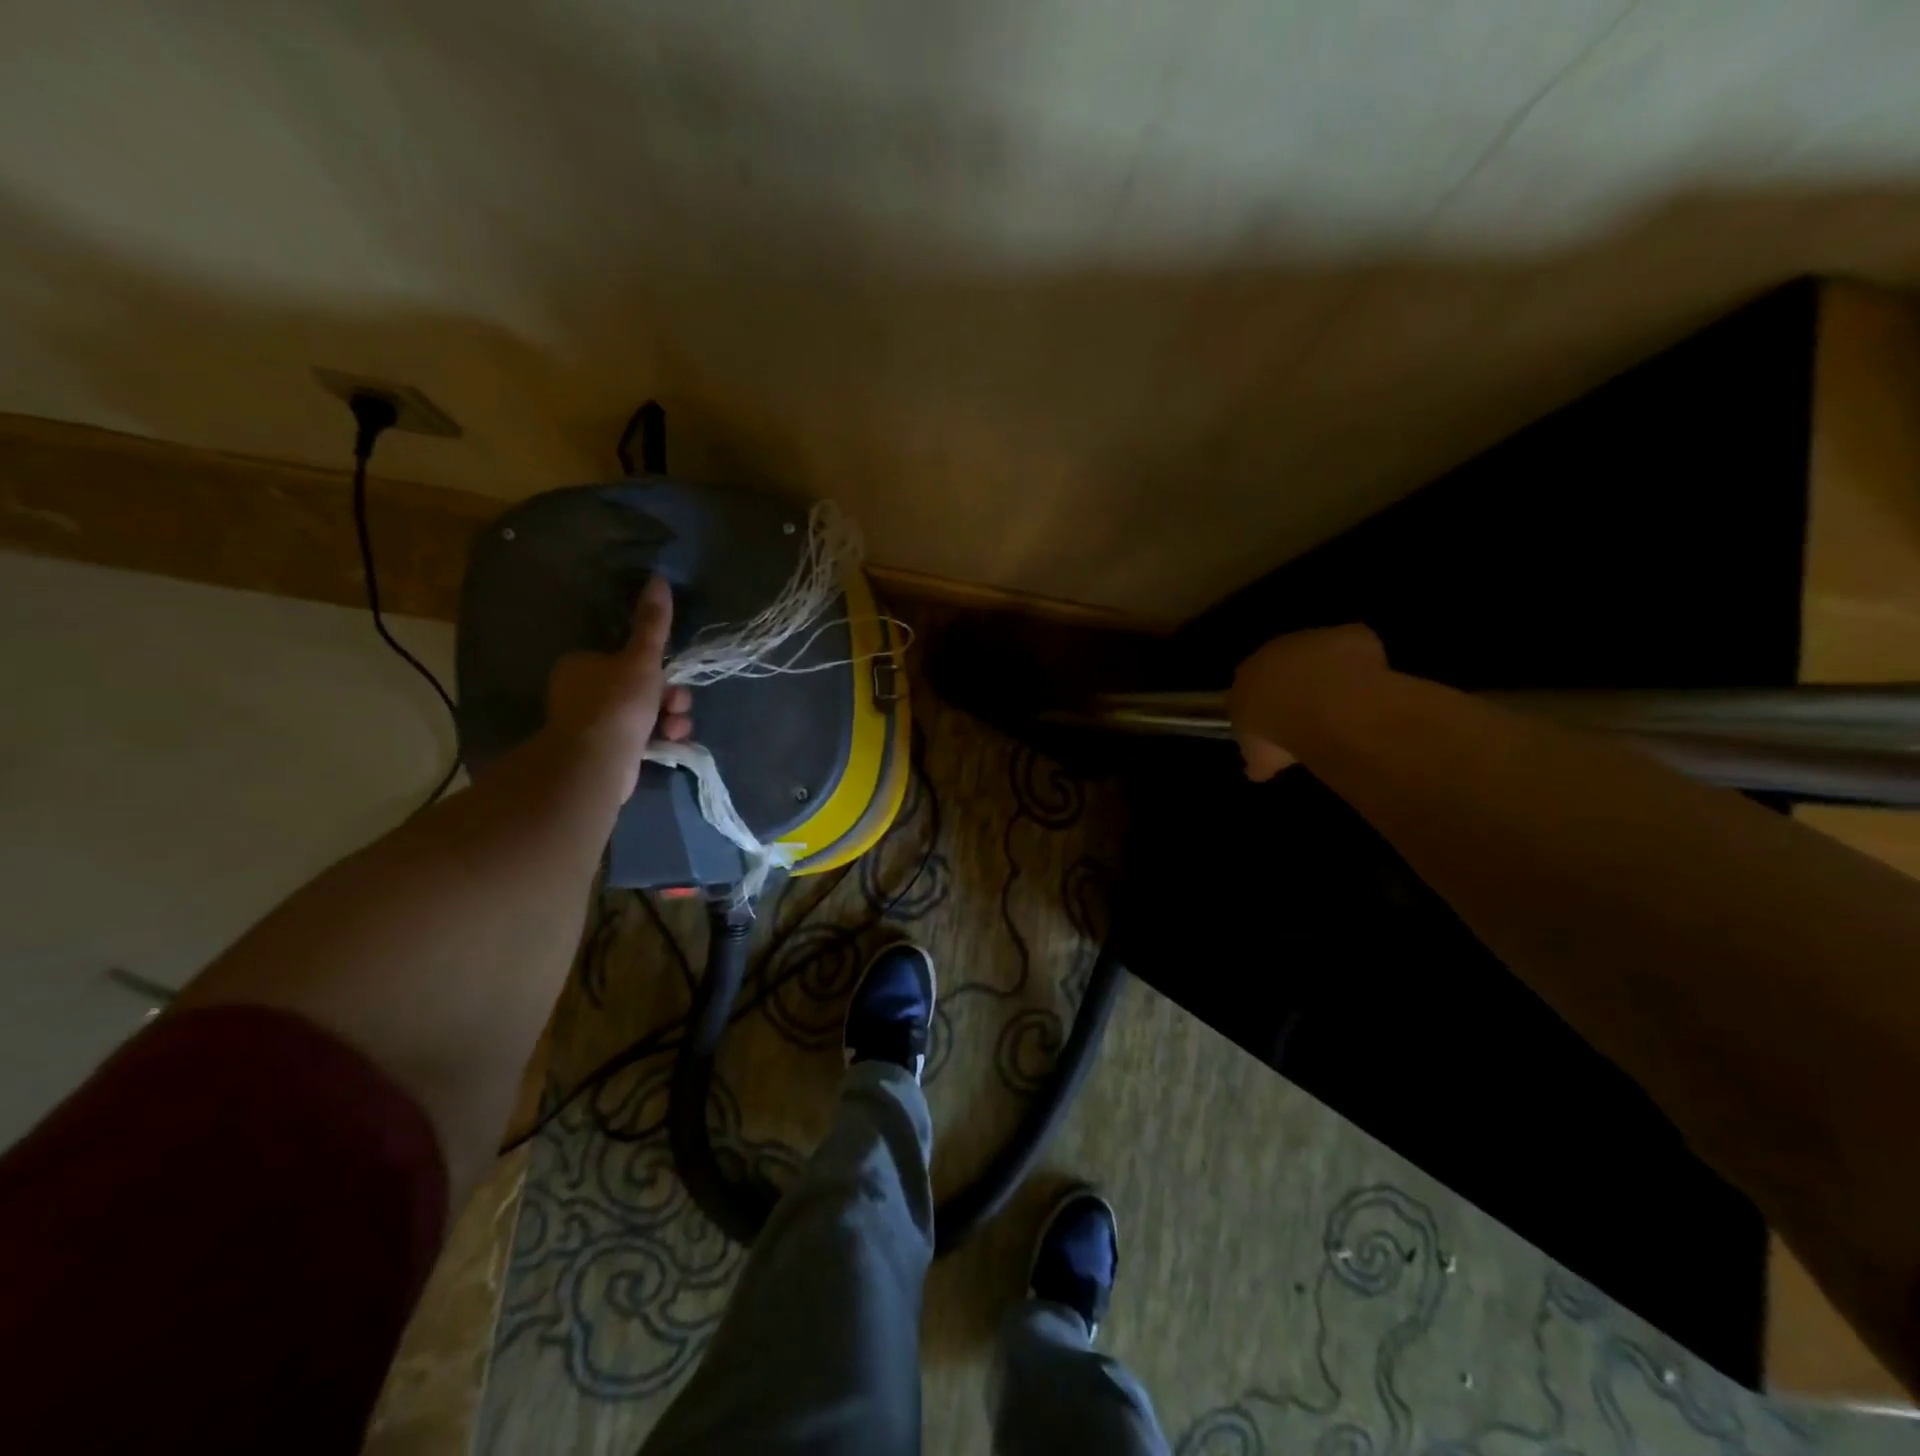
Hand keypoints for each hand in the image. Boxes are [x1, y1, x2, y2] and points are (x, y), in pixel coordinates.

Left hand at [544, 575, 693, 796]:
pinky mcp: (604, 752)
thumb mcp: (642, 659)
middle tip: (677, 705)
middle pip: (640, 687)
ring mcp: (591, 725)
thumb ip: (653, 623)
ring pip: (645, 713)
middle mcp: (581, 693)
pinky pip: (641, 737)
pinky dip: (659, 738)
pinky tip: (671, 743)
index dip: (656, 667)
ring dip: (670, 718)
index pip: (625, 658)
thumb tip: (658, 579)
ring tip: (677, 729)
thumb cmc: (617, 704)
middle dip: (668, 696)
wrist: (597, 763)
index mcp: (582, 665)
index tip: (673, 677)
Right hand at [1227, 624, 1388, 781]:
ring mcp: (1314, 638)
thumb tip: (1256, 770)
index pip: (1248, 685)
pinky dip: (1362, 664)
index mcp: (1245, 676)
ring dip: (1328, 673)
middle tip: (1311, 714)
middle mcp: (1274, 651)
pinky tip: (1367, 689)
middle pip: (1283, 665)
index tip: (1276, 722)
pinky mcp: (1350, 636)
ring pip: (1319, 654)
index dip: (1264, 704)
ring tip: (1343, 704)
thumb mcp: (1260, 757)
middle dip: (1294, 685)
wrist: (1321, 702)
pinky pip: (1356, 650)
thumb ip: (1258, 759)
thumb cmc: (1277, 730)